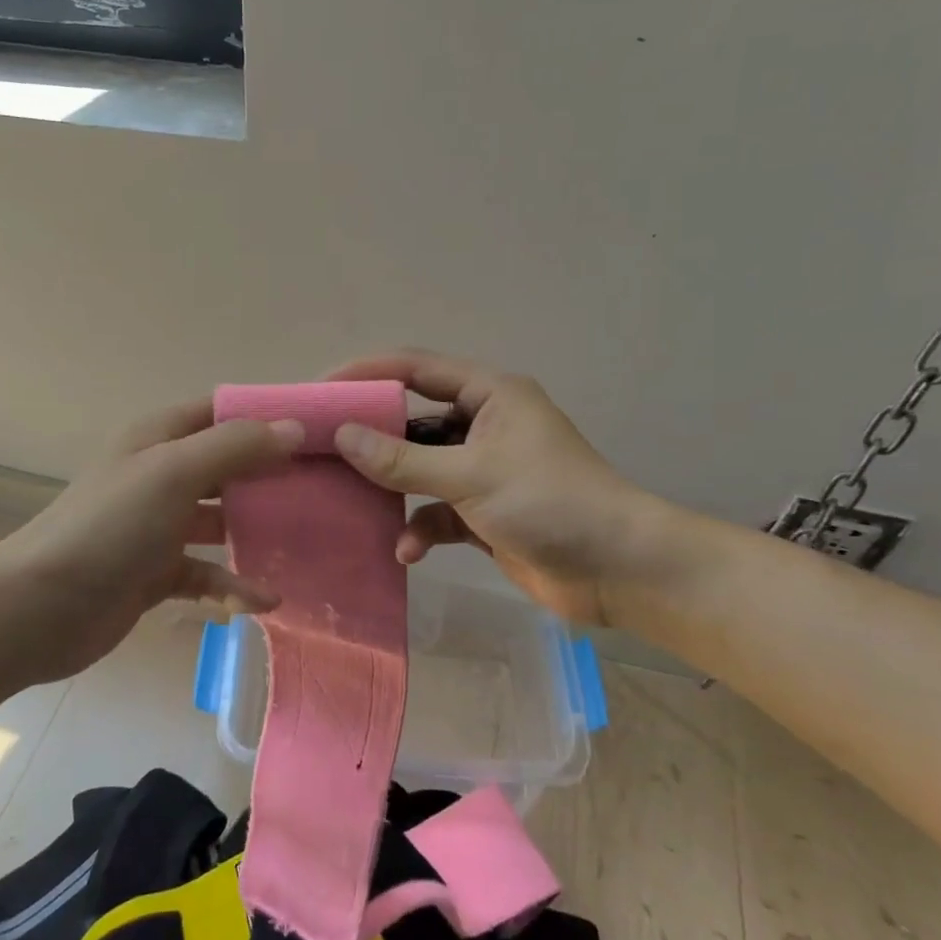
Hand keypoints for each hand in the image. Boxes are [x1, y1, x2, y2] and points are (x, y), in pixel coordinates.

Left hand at [0, 400, 304, 685]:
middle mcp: (160, 475)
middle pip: (227, 466)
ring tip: (305, 543)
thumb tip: (292, 430)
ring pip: (221, 521)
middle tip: (324, 489)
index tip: (317, 430)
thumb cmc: (110, 527)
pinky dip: (232, 583)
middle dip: (270, 476)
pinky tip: (264, 599)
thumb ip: (235, 447)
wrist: (40, 608)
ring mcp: (158, 526)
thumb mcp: (173, 472)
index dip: (265, 416)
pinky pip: (206, 572)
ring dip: (257, 532)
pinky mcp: (156, 573)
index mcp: (159, 438)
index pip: (221, 412)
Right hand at [327, 350, 656, 628]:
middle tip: (323, 450)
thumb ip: (403, 460)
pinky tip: (407, 551)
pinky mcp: (483, 512)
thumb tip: (342, 435)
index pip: (416, 369)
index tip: (321, 390)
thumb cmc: (549, 502)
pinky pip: (436, 511)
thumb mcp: (471, 475)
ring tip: (353, 503)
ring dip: (393, 489)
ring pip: (421, 469)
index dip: (368, 373)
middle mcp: (484, 425)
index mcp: (490, 395)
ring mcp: (483, 470)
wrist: (619, 570)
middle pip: (413, 421)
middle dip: (372, 439)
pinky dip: (420, 528)